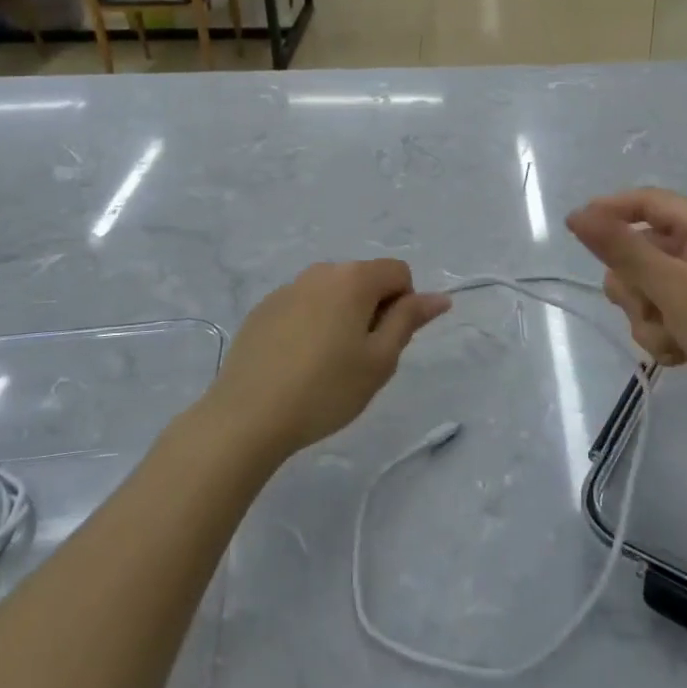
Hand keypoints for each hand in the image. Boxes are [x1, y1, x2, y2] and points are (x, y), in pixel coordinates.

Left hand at [207, 261, 450, 458]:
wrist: (247, 416)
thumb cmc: (326, 389)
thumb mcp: (380, 360)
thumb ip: (409, 320)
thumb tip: (439, 296)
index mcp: (353, 278)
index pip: (399, 272)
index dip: (404, 305)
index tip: (386, 343)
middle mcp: (320, 272)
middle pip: (364, 280)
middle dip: (372, 311)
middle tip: (360, 360)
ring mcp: (286, 288)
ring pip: (332, 294)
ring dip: (341, 318)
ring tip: (327, 365)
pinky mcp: (263, 309)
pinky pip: (302, 307)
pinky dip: (310, 326)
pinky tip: (297, 365)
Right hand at [566, 189, 686, 436]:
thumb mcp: (671, 286)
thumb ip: (622, 248)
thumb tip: (577, 215)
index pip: (646, 202)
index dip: (608, 211)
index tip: (575, 231)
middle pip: (639, 249)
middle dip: (635, 286)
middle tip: (649, 308)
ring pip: (644, 286)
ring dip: (647, 316)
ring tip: (671, 338)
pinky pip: (659, 312)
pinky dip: (661, 333)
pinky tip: (680, 354)